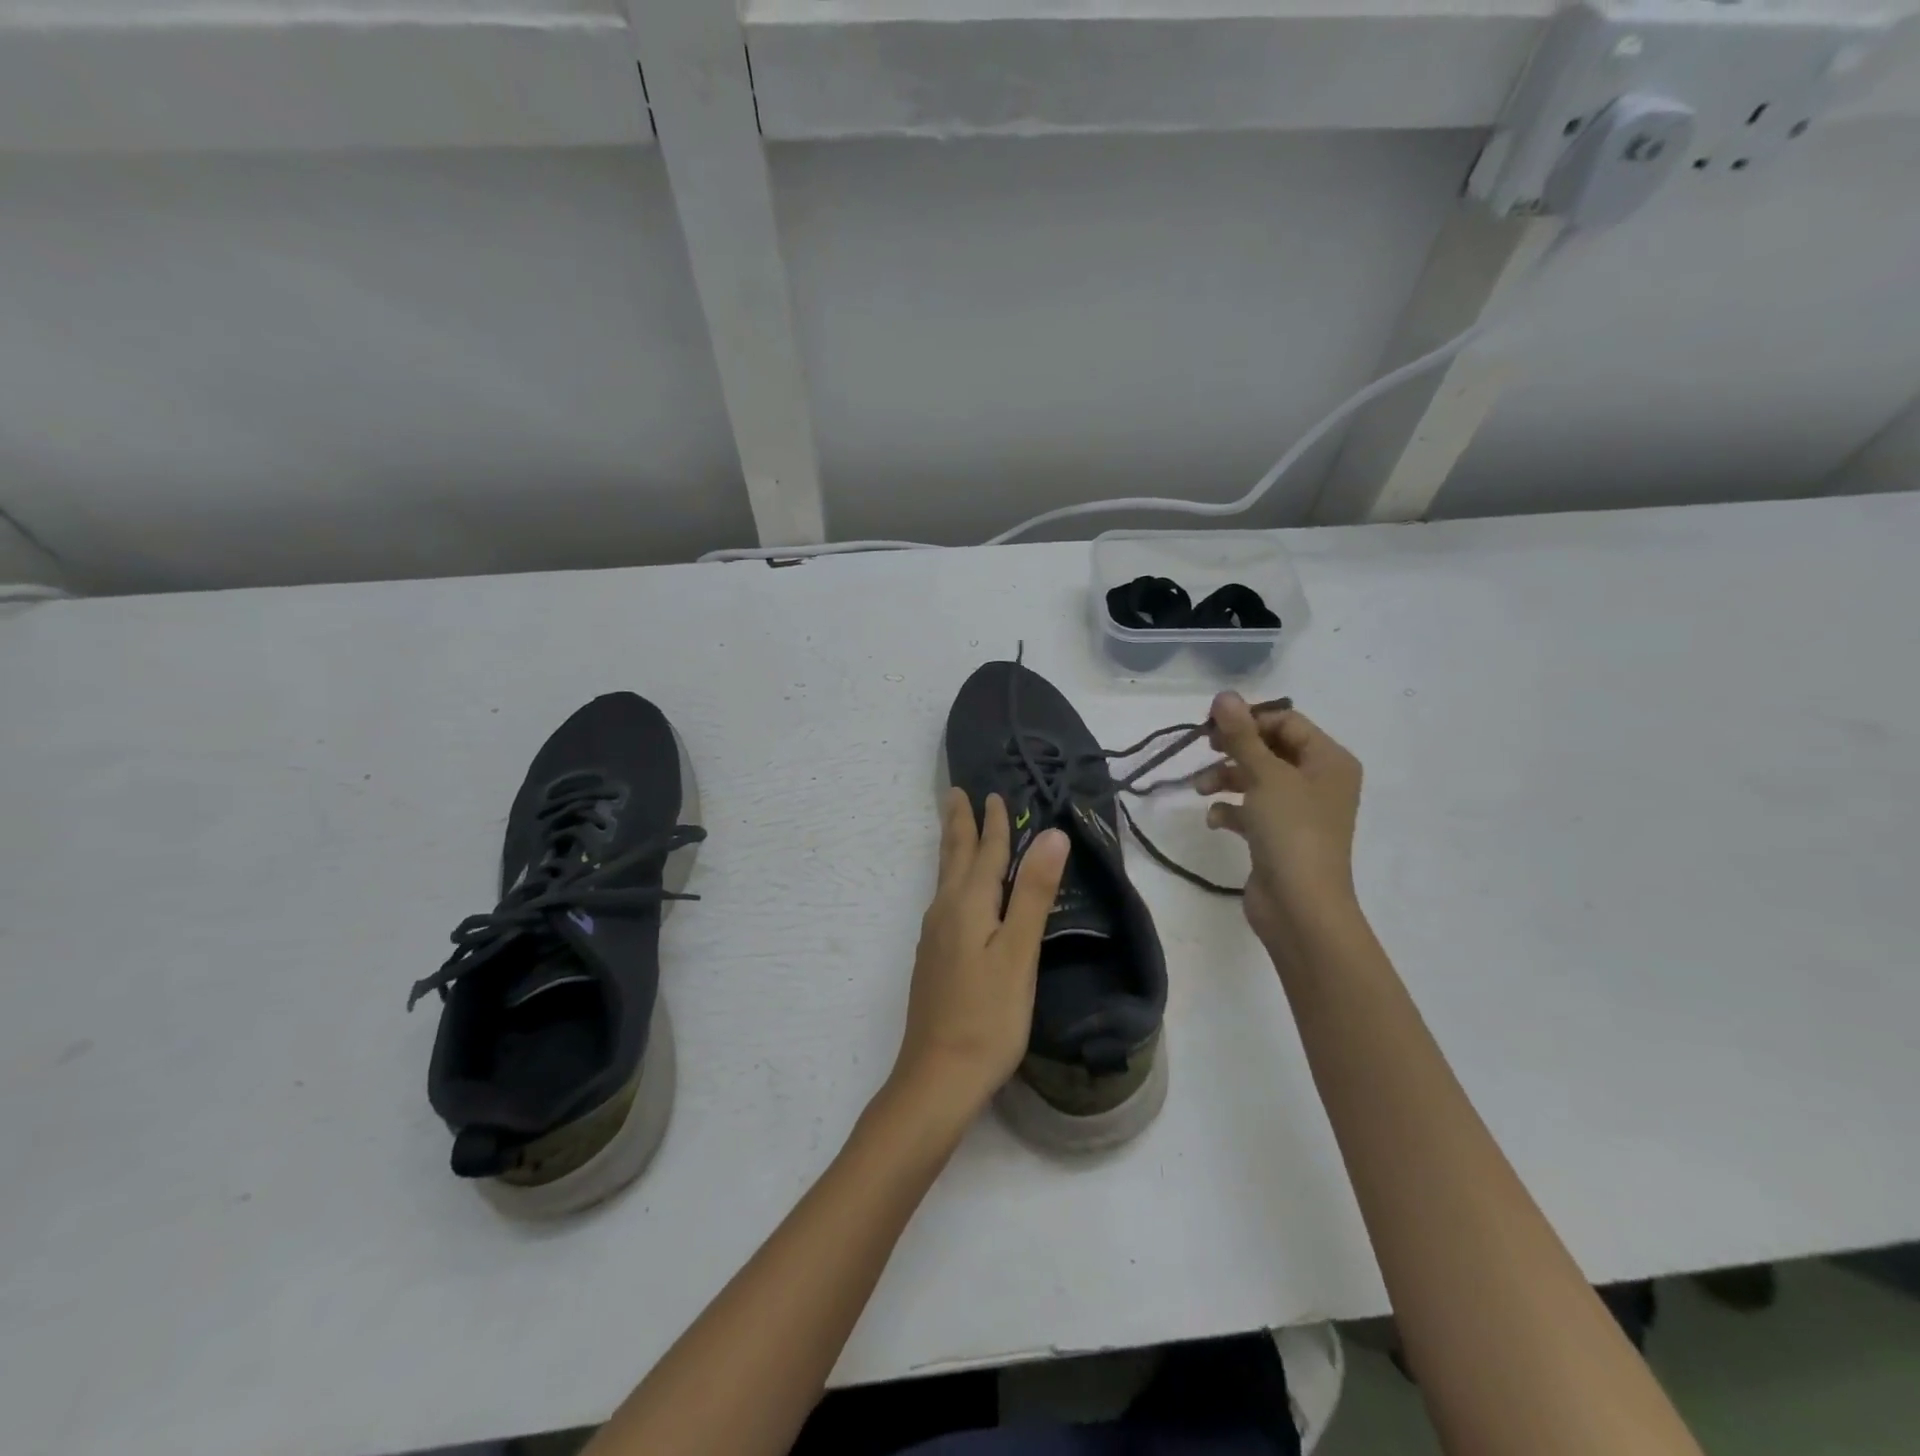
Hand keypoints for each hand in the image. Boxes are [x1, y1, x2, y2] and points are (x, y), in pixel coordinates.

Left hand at [892, 790, 1069, 1116]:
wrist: (938, 1077)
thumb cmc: (988, 1016)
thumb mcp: (1019, 952)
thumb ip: (1033, 893)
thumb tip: (1050, 834)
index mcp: (968, 905)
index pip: (984, 853)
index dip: (993, 824)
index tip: (993, 793)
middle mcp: (945, 912)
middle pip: (953, 858)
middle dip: (958, 824)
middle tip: (955, 794)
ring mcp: (934, 937)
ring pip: (945, 878)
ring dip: (953, 849)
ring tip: (955, 830)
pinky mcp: (933, 959)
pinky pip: (944, 900)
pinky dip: (953, 879)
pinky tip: (956, 895)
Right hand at [1196, 693, 1365, 959]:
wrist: (1301, 906)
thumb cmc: (1291, 831)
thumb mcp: (1264, 775)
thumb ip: (1241, 735)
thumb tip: (1224, 695)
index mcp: (1329, 760)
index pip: (1286, 721)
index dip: (1249, 720)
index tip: (1212, 728)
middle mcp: (1319, 781)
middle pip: (1270, 748)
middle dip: (1234, 750)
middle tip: (1205, 750)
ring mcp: (1300, 811)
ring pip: (1257, 779)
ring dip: (1226, 778)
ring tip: (1201, 789)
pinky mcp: (1279, 837)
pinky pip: (1252, 810)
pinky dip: (1232, 809)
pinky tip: (1216, 820)